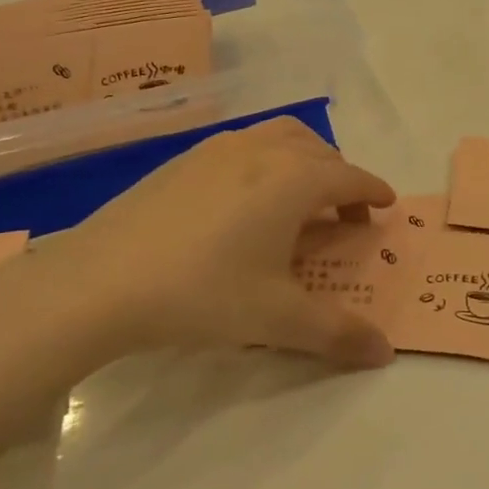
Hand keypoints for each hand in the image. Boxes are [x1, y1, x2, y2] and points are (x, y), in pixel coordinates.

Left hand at [0, 119, 397, 372]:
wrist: (101, 280)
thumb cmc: (204, 293)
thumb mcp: (277, 319)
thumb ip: (337, 333)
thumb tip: (385, 352)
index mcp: (294, 179)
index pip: (350, 177)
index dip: (373, 191)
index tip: (386, 206)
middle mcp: (262, 151)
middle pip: (318, 149)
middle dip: (341, 175)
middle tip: (344, 212)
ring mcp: (218, 149)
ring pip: (279, 137)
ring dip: (303, 159)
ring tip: (299, 196)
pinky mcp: (182, 159)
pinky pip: (242, 146)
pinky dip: (265, 161)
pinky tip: (243, 200)